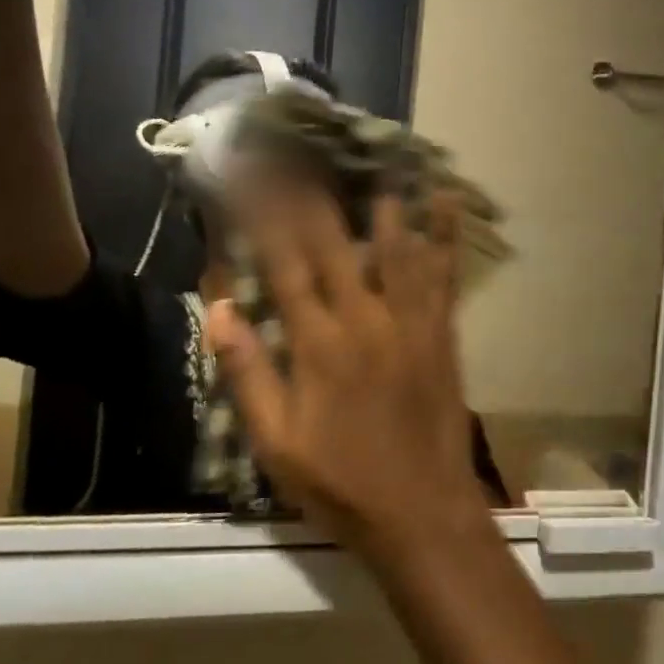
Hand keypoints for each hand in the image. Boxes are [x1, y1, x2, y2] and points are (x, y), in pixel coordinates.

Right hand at [206, 189, 494, 556]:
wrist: (421, 511)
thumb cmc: (341, 482)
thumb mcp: (276, 444)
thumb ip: (248, 374)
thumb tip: (218, 311)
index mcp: (318, 345)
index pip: (283, 265)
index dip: (264, 217)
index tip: (250, 177)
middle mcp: (365, 319)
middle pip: (334, 243)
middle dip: (311, 194)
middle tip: (298, 152)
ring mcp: (409, 321)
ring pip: (394, 246)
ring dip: (380, 198)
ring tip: (372, 153)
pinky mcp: (441, 331)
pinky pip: (444, 273)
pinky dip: (444, 233)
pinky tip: (445, 197)